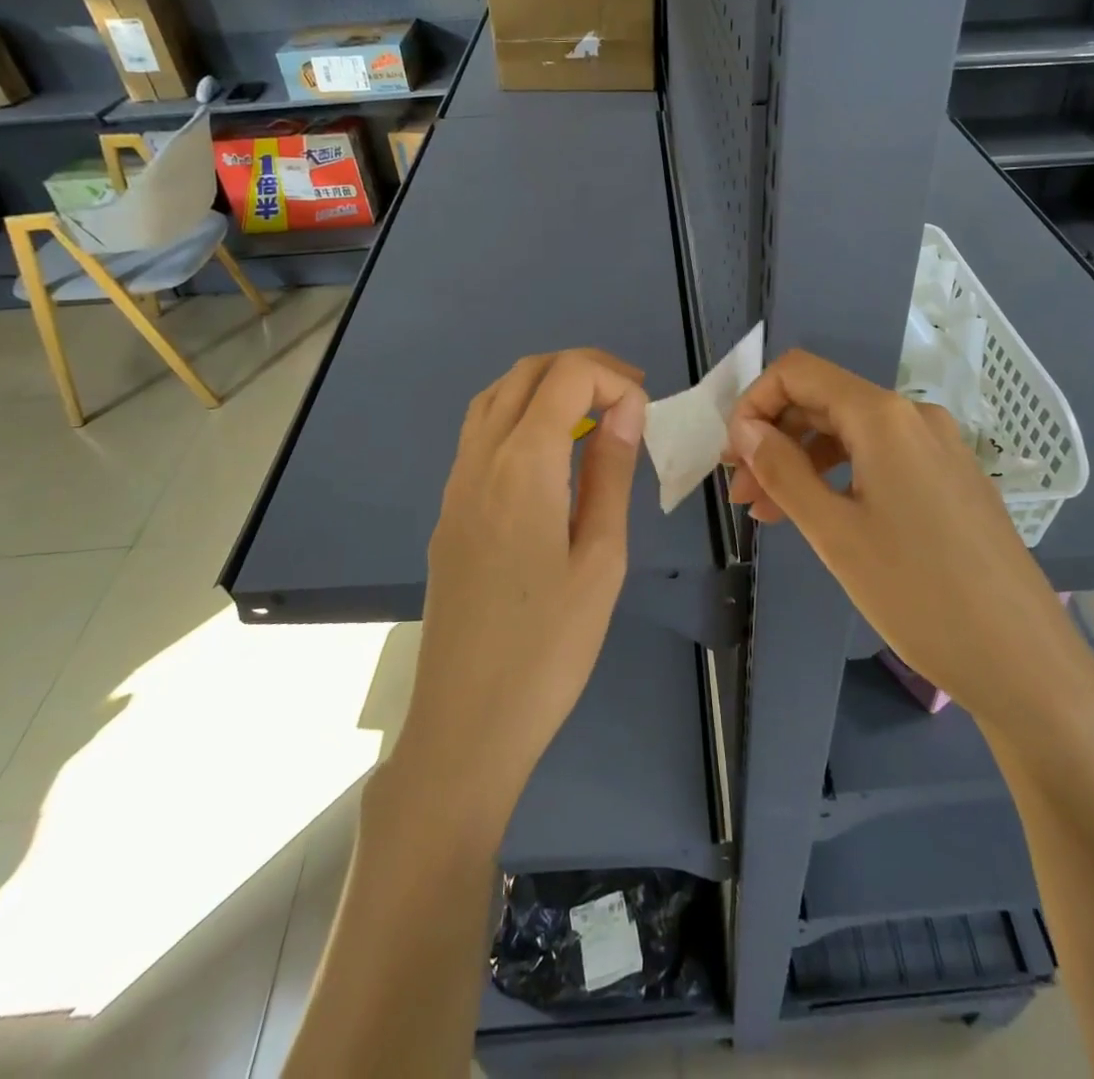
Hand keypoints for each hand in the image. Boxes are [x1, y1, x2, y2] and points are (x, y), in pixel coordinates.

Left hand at [398, 350, 648, 826]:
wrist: (467, 722)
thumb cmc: (550, 647)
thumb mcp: (601, 557)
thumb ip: (610, 473)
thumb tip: (625, 410)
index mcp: (522, 466)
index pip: (564, 376)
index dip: (611, 377)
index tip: (644, 412)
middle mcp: (479, 460)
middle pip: (524, 374)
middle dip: (580, 370)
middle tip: (627, 401)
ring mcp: (456, 485)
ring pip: (494, 399)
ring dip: (544, 389)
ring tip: (591, 419)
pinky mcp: (449, 512)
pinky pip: (480, 436)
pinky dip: (519, 418)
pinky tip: (550, 459)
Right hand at [726, 349, 1085, 726]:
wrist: (1023, 659)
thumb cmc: (917, 593)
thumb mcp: (834, 532)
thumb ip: (783, 470)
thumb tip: (745, 429)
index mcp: (884, 417)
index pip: (799, 373)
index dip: (754, 402)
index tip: (733, 456)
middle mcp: (914, 417)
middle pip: (824, 402)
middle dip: (774, 438)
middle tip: (743, 494)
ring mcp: (939, 448)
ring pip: (851, 434)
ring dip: (803, 462)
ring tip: (770, 513)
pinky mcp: (951, 479)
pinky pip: (882, 459)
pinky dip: (840, 477)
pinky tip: (821, 516)